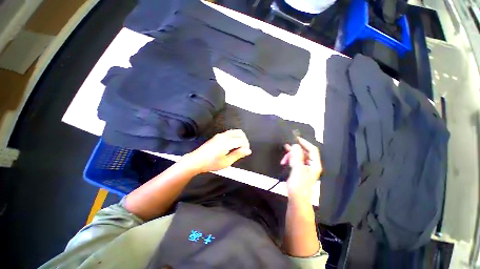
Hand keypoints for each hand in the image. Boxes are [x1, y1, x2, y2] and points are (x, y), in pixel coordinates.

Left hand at [182, 129, 250, 173]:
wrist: (196, 160)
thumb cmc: (211, 163)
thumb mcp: (226, 162)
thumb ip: (238, 154)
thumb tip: (248, 151)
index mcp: (227, 142)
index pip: (242, 140)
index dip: (246, 146)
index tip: (245, 153)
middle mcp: (224, 135)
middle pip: (240, 133)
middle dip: (245, 141)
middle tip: (244, 150)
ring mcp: (221, 134)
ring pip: (236, 131)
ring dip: (240, 138)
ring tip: (239, 148)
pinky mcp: (218, 135)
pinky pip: (231, 133)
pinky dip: (235, 137)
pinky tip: (233, 146)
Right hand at [280, 137, 321, 199]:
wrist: (296, 199)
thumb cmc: (299, 184)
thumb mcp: (297, 169)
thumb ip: (297, 156)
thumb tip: (295, 145)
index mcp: (314, 164)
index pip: (312, 149)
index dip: (304, 143)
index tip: (295, 139)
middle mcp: (311, 165)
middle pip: (304, 152)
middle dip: (294, 150)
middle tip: (286, 147)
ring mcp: (305, 168)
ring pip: (298, 157)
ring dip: (290, 156)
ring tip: (283, 159)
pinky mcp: (299, 171)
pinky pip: (295, 161)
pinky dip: (290, 160)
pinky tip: (284, 162)